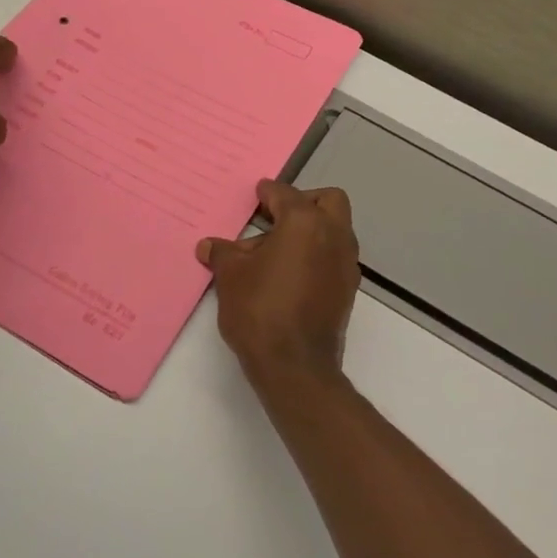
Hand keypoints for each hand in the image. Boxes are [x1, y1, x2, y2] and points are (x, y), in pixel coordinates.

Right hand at [198, 180, 360, 394]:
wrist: (295, 365)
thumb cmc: (260, 310)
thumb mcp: (231, 277)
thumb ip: (223, 254)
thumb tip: (209, 246)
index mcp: (305, 223)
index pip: (285, 194)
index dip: (268, 192)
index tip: (258, 193)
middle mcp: (333, 235)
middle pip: (327, 201)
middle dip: (303, 202)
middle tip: (276, 216)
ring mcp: (346, 263)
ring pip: (335, 229)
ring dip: (311, 230)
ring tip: (275, 250)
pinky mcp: (348, 289)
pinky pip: (334, 256)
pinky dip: (317, 254)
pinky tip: (289, 273)